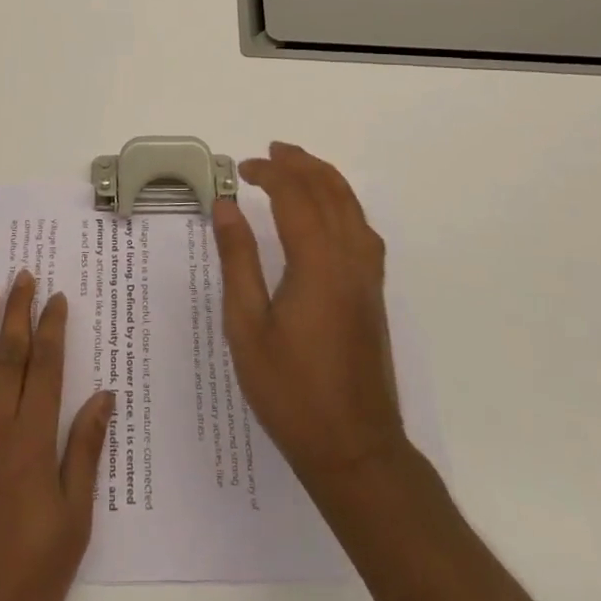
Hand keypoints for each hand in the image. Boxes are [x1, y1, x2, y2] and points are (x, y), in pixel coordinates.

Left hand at [0, 271, 115, 600]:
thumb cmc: (21, 584)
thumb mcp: (71, 527)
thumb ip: (84, 454)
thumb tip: (103, 396)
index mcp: (32, 440)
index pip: (45, 365)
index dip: (52, 326)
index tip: (57, 296)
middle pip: (8, 352)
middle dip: (18, 310)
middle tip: (23, 274)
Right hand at [212, 142, 406, 487]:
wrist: (356, 449)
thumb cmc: (291, 392)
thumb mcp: (247, 327)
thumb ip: (238, 260)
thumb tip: (226, 206)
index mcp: (317, 263)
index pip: (295, 196)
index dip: (269, 173)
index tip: (242, 169)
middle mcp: (349, 259)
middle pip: (329, 191)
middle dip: (300, 164)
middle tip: (271, 151)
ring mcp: (367, 276)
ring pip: (352, 207)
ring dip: (325, 178)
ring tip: (299, 165)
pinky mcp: (374, 293)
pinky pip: (363, 229)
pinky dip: (345, 204)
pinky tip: (331, 213)